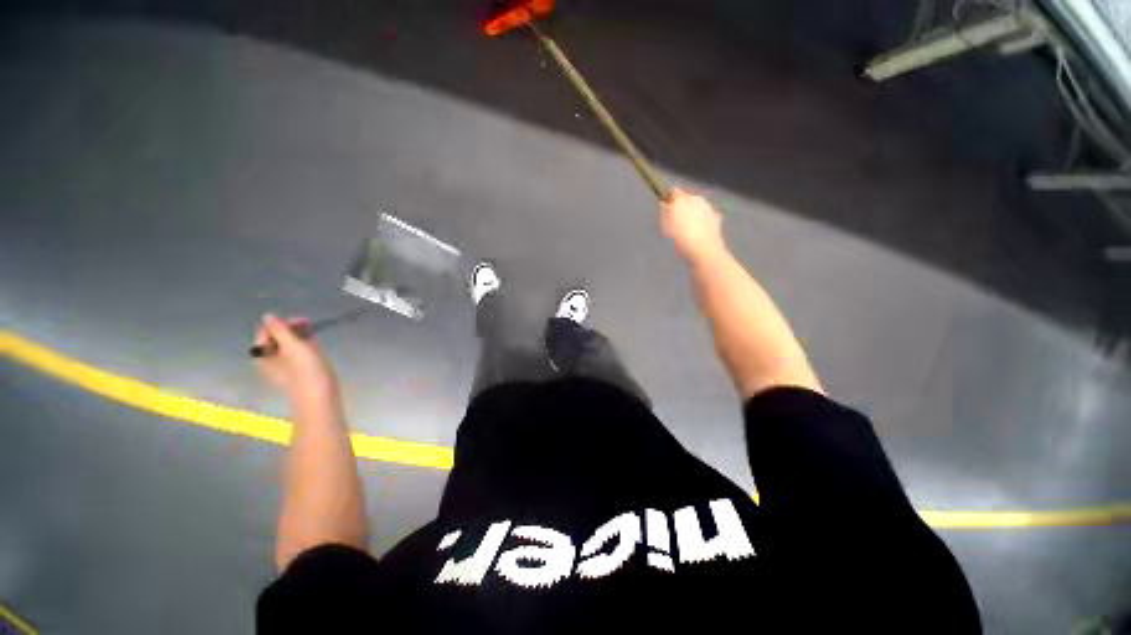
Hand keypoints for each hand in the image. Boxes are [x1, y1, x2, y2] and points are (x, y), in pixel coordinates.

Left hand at [253, 313, 338, 405]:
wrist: (320, 395)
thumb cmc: (305, 370)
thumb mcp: (293, 346)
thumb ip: (280, 330)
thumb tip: (268, 315)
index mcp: (263, 355)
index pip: (265, 332)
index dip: (281, 324)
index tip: (301, 321)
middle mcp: (271, 360)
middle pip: (277, 338)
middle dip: (292, 329)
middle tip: (310, 325)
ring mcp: (286, 366)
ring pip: (290, 345)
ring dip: (301, 336)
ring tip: (315, 334)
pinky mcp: (300, 370)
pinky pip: (299, 353)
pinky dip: (306, 346)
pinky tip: (317, 345)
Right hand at [660, 188, 725, 263]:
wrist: (703, 250)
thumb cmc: (679, 236)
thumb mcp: (665, 223)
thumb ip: (664, 210)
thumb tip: (663, 202)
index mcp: (683, 198)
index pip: (673, 191)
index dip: (668, 198)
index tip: (664, 207)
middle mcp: (697, 199)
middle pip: (687, 199)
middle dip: (681, 206)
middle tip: (674, 220)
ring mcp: (709, 209)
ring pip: (697, 208)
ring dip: (692, 214)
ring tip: (686, 229)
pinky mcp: (716, 220)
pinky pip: (706, 218)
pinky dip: (702, 223)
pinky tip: (698, 233)